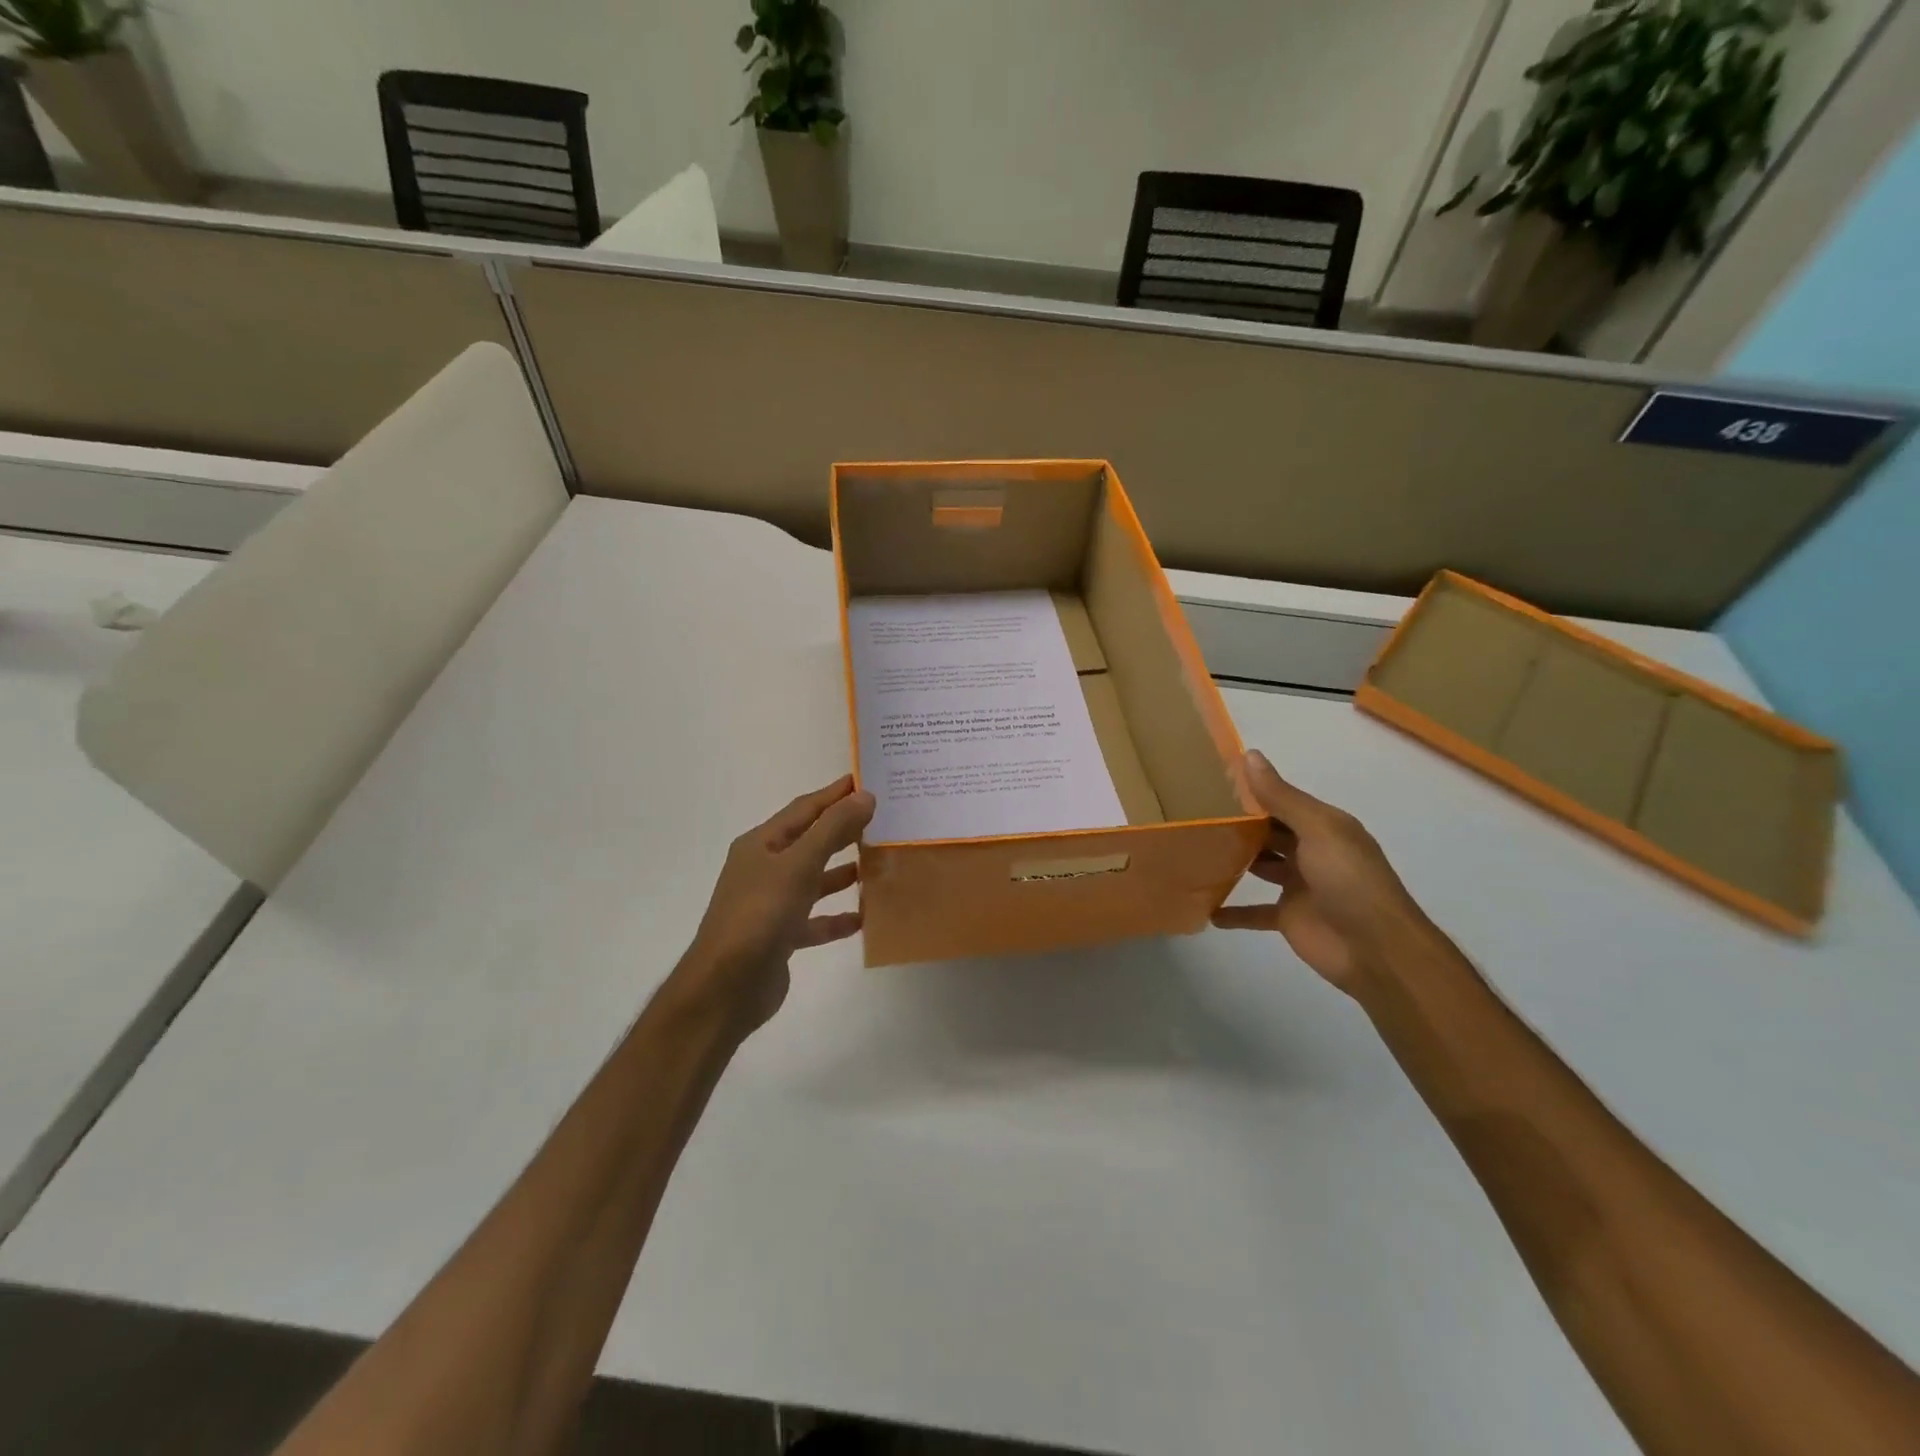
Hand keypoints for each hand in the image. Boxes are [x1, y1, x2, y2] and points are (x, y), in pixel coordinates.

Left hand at [670, 776, 874, 1040]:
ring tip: (879, 863)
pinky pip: (815, 920)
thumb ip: (832, 829)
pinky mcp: (780, 936)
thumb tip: (865, 796)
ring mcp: (771, 904)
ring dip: (843, 872)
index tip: (867, 781)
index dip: (835, 794)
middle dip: (843, 831)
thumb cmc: (760, 915)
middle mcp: (764, 869)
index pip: (804, 809)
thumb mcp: (799, 865)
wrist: (726, 987)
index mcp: (761, 844)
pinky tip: (864, 917)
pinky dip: (837, 916)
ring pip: (814, 880)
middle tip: (883, 819)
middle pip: (810, 842)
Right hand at [1211, 750, 1435, 997]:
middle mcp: (1311, 852)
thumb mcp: (1317, 830)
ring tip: (1194, 850)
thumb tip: (1250, 755)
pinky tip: (1206, 907)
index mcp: (1323, 826)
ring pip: (1260, 867)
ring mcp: (1299, 886)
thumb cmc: (1349, 881)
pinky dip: (1233, 911)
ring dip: (1234, 861)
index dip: (1251, 792)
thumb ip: (1281, 797)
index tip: (1211, 781)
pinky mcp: (1288, 917)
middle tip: (1194, 813)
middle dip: (1239, 824)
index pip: (1282, 802)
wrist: (1376, 950)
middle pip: (1269, 833)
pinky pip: (1255, 911)